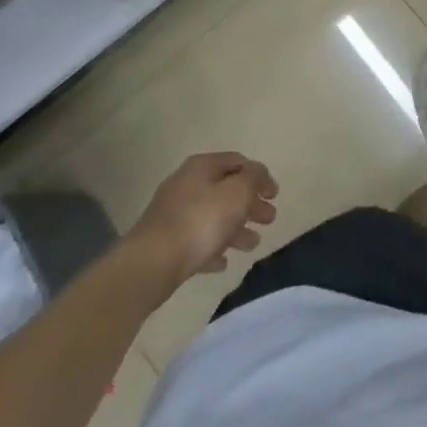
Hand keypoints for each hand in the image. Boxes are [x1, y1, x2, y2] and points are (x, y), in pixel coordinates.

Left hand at [129, 152, 278, 286]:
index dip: (260, 175)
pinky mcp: (166, 243)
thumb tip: (258, 174)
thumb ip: (254, 178)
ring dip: (236, 228)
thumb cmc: (201, 221)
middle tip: (269, 219)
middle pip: (226, 190)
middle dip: (250, 204)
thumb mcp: (238, 192)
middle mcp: (186, 185)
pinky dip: (213, 247)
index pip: (238, 162)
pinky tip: (223, 261)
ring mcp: (173, 215)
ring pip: (213, 217)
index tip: (275, 194)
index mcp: (202, 167)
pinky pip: (197, 241)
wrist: (151, 264)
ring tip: (253, 244)